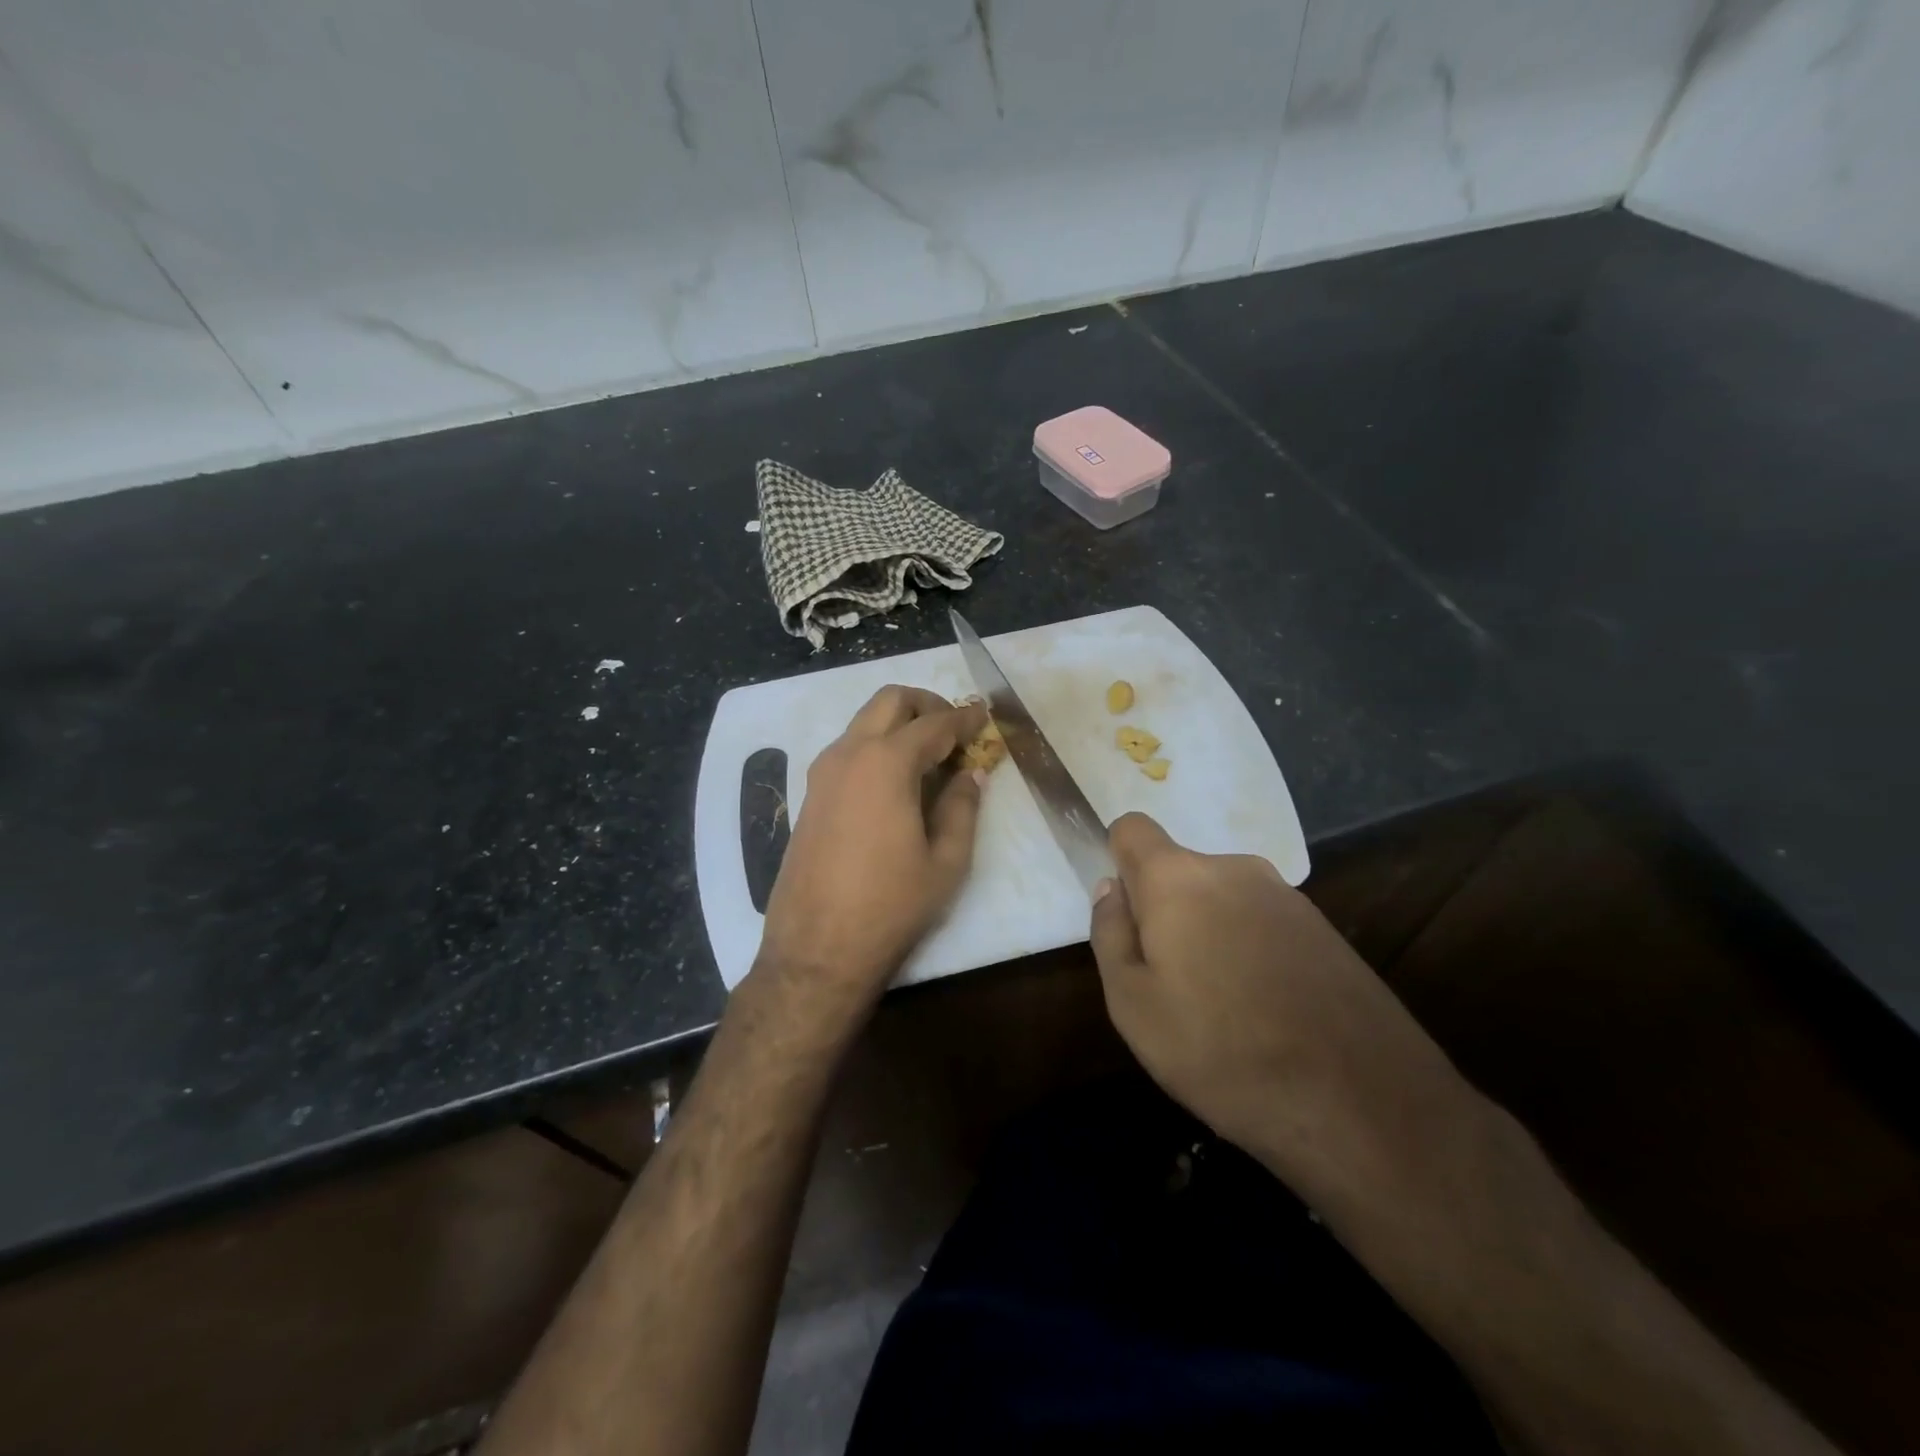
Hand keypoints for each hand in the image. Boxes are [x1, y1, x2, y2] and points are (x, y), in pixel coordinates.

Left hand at [755, 686, 987, 1017]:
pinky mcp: (810, 794)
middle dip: (926, 705)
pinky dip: (876, 746)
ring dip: (898, 724)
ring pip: (864, 722)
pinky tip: (896, 782)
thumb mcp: (946, 861)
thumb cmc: (891, 905)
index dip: (965, 718)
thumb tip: (971, 774)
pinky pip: (848, 749)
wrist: (817, 948)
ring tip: (930, 757)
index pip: (934, 723)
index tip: (985, 717)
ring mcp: (823, 772)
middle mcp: (849, 753)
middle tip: (954, 730)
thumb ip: (962, 807)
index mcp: (887, 763)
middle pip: (890, 700)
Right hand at [1088, 812, 1471, 1197]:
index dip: (1118, 861)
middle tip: (1169, 981)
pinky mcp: (1326, 930)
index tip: (1125, 916)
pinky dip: (1250, 950)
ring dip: (1210, 932)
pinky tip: (1266, 1012)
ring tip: (1221, 1007)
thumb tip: (1111, 889)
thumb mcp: (1132, 1005)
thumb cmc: (1221, 1052)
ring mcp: (1288, 897)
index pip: (1132, 828)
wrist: (1362, 1105)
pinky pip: (1263, 922)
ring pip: (1222, 899)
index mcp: (1179, 878)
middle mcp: (1235, 869)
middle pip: (1179, 870)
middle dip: (1165, 910)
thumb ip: (1111, 934)